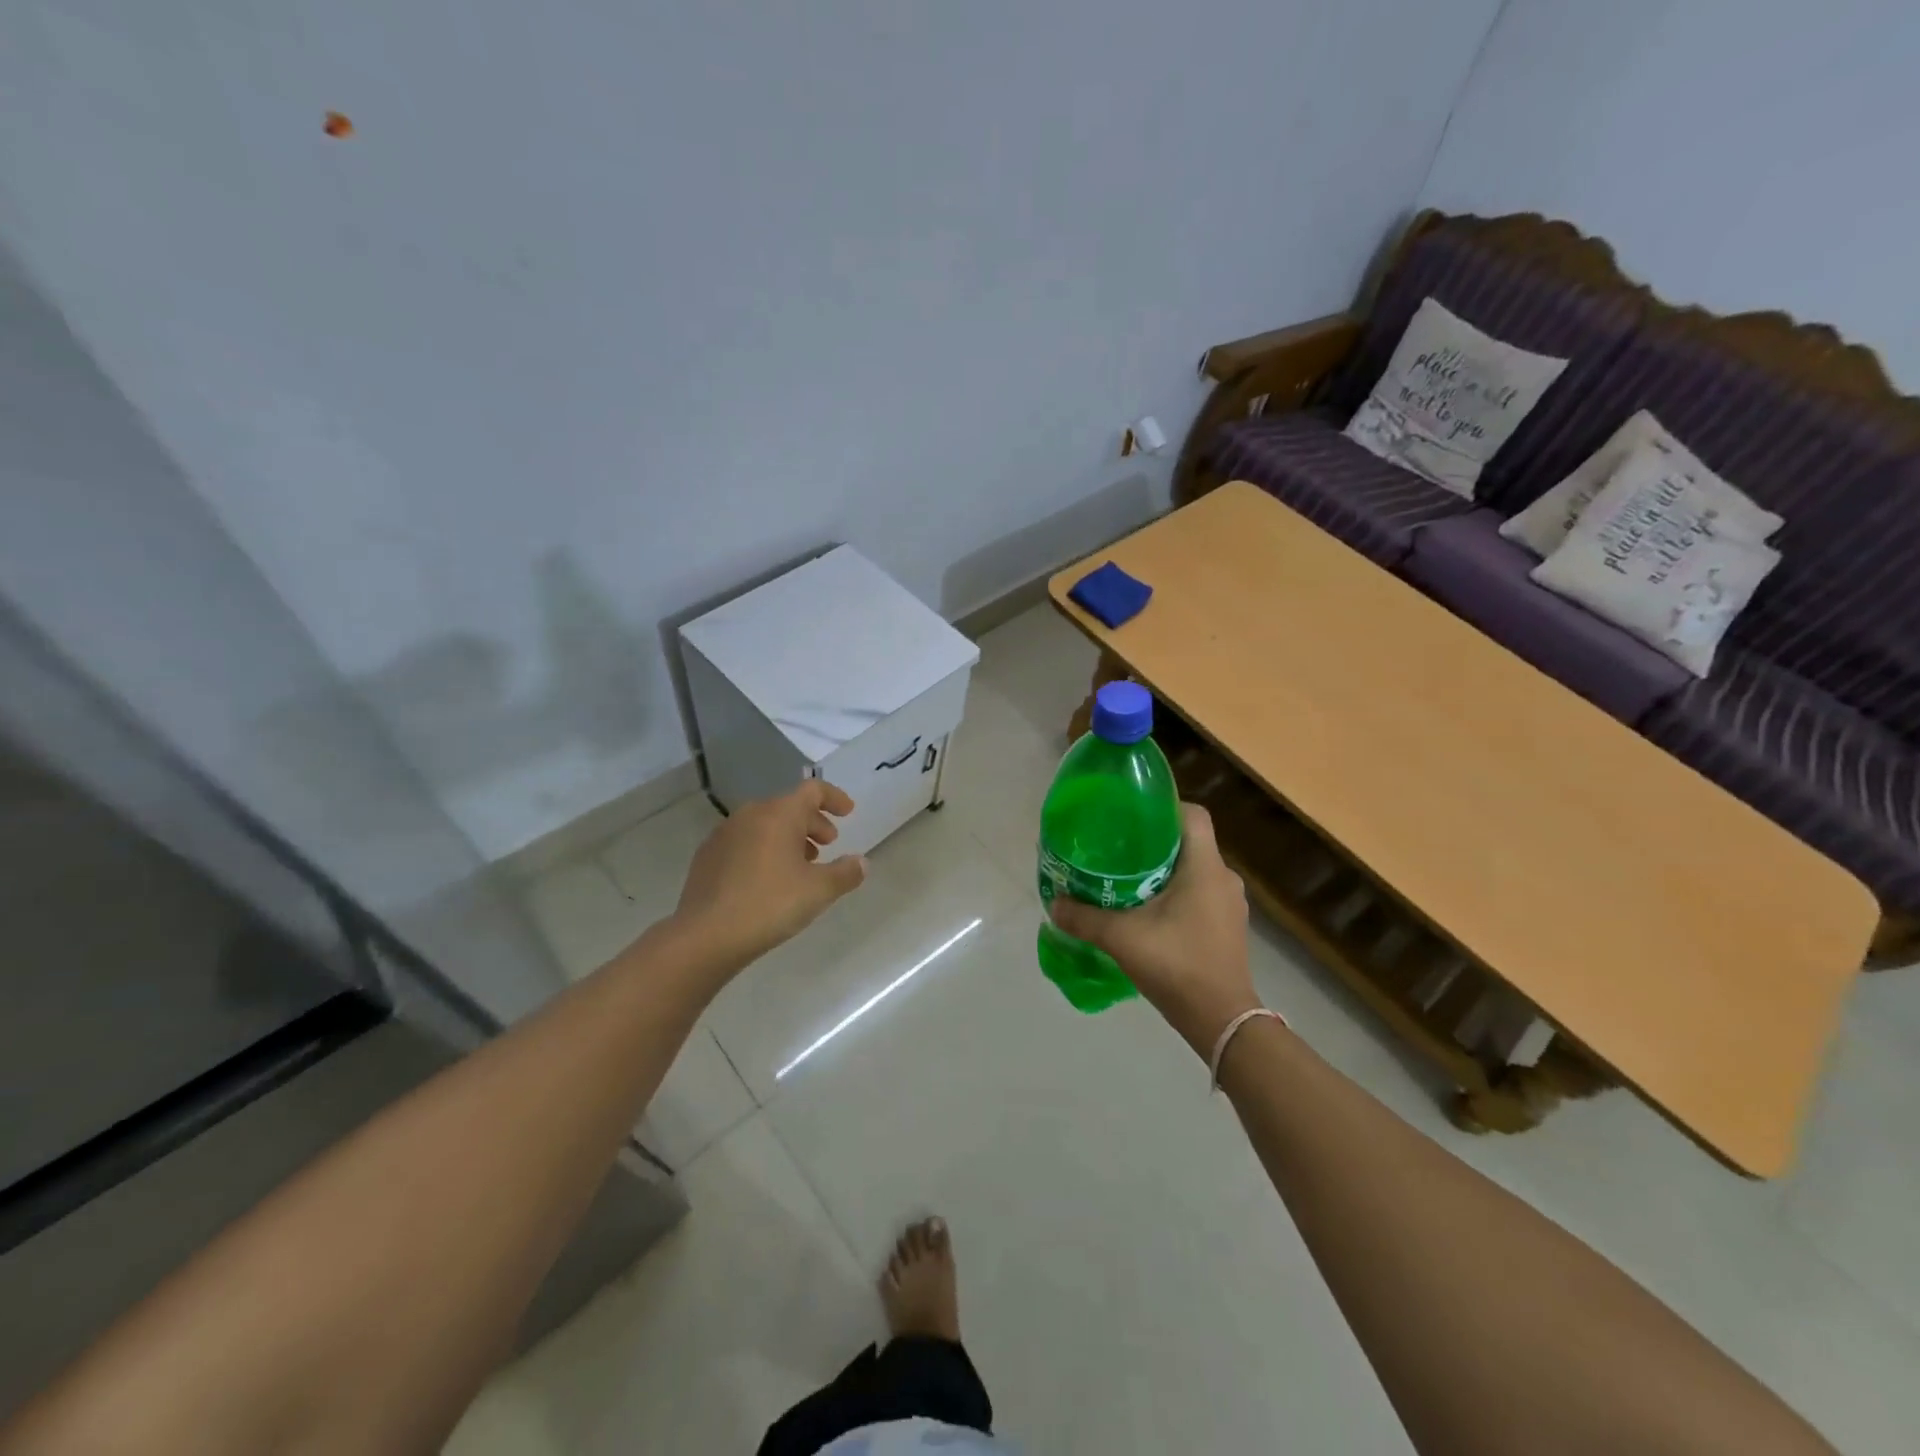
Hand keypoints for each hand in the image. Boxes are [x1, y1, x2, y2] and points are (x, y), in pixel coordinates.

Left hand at [672, 781, 867, 971]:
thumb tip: (861, 862)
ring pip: (765, 824)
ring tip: (801, 864)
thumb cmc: (770, 905)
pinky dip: (764, 849)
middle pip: (788, 806)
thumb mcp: (819, 891)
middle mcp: (750, 815)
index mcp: (779, 814)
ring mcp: (724, 834)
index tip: (848, 813)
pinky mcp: (707, 856)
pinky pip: (745, 841)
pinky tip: (768, 878)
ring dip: (788, 837)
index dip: (834, 798)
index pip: (812, 790)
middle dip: (812, 822)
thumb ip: (846, 873)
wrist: (705, 936)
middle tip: (828, 844)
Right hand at [1049, 803, 1260, 1056]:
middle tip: (1118, 848)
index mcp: (1205, 867)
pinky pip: (1200, 894)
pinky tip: (1148, 912)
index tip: (1131, 815)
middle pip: (1189, 842)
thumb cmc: (1177, 965)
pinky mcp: (1228, 927)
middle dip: (1155, 841)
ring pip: (1194, 870)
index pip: (1192, 814)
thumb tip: (1053, 904)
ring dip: (1165, 871)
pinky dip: (1176, 894)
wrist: (1222, 1021)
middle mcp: (1224, 878)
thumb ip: (1085, 918)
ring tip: (1128, 879)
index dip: (1164, 806)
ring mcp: (1230, 905)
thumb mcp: (1122, 938)